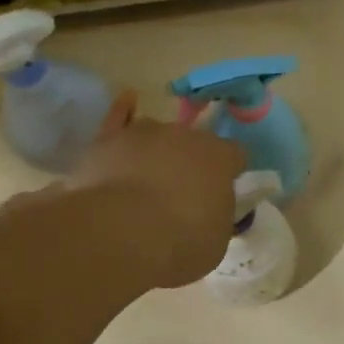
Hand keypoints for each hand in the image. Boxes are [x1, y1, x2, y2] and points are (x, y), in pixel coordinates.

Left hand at [67, 93, 245, 287]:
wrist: (120, 234)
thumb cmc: (179, 242)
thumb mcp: (216, 240)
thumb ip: (217, 216)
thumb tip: (211, 209)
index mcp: (220, 158)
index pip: (234, 156)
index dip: (229, 173)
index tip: (221, 192)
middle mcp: (185, 136)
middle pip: (193, 143)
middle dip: (190, 163)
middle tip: (180, 195)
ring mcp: (145, 133)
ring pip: (157, 134)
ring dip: (157, 150)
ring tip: (147, 176)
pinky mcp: (108, 140)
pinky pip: (119, 117)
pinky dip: (123, 111)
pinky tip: (127, 101)